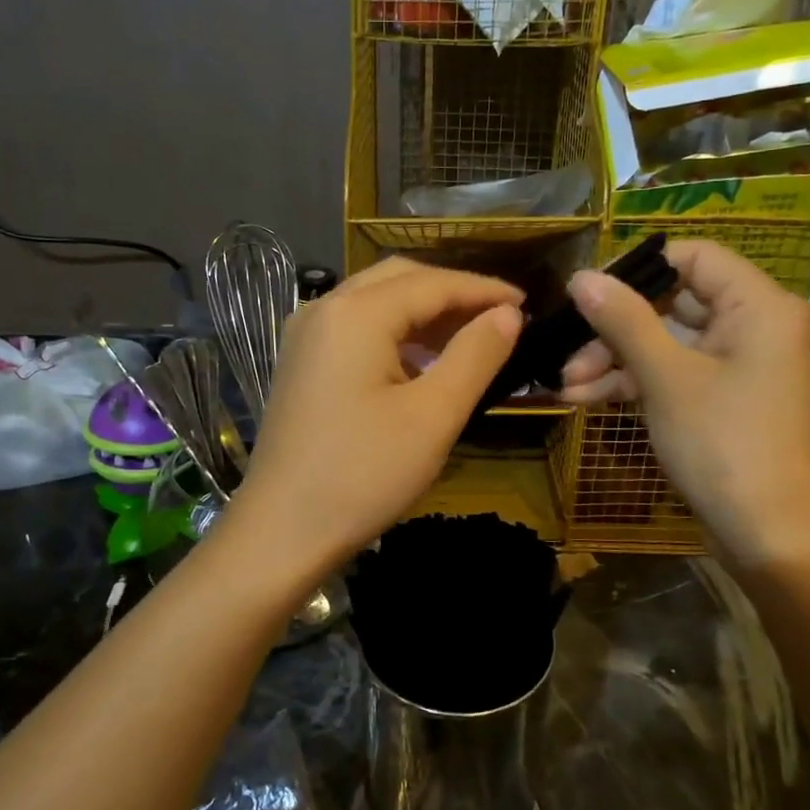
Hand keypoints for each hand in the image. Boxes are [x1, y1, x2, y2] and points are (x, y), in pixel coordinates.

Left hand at [226, 257, 522, 575]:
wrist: (282, 530)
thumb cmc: (363, 475)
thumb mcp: (433, 416)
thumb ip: (476, 356)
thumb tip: (507, 315)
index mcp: (355, 313)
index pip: (432, 283)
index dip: (483, 290)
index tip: (527, 304)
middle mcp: (323, 308)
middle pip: (399, 279)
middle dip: (452, 293)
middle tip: (499, 318)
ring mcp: (305, 335)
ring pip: (375, 301)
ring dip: (423, 312)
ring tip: (469, 338)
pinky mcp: (300, 363)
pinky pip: (356, 328)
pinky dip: (395, 333)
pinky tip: (421, 362)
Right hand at [559, 240, 809, 567]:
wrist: (768, 535)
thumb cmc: (723, 445)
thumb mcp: (666, 378)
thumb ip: (624, 321)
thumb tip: (580, 276)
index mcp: (757, 306)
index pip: (692, 256)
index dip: (635, 269)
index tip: (585, 292)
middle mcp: (752, 326)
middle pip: (672, 303)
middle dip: (613, 328)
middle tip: (566, 351)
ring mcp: (737, 365)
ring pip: (665, 343)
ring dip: (614, 360)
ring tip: (564, 385)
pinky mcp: (721, 399)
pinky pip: (673, 374)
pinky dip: (633, 383)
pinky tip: (584, 398)